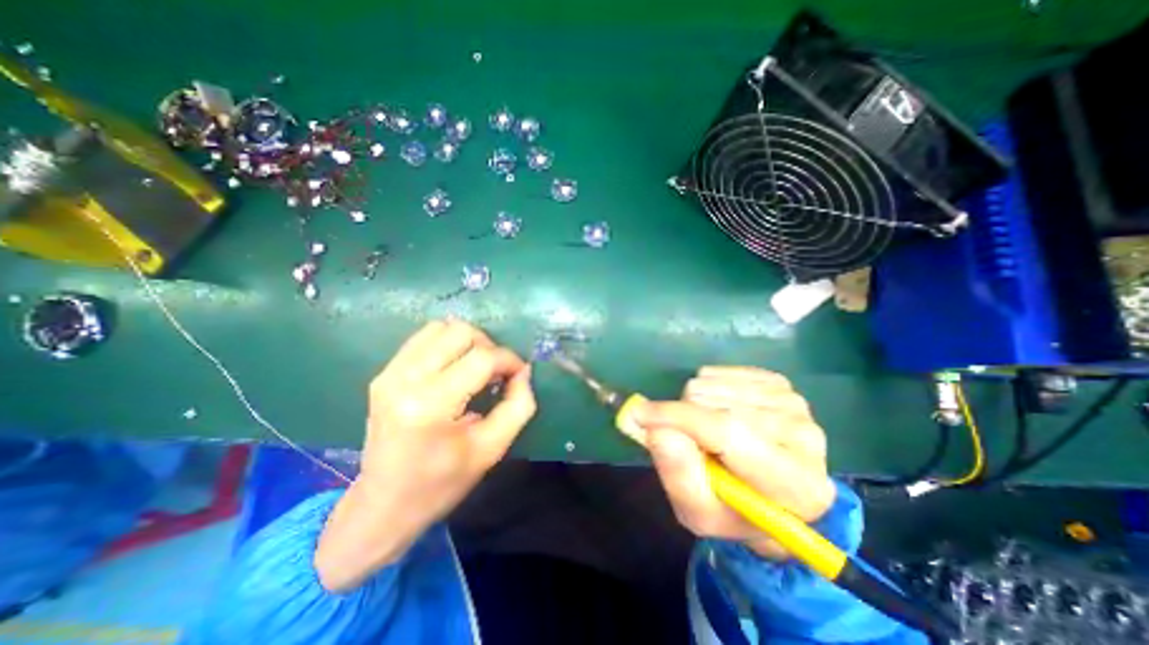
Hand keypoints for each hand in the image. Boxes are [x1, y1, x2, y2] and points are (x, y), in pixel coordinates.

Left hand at [316, 320, 536, 592]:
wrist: (384, 505)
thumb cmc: (443, 482)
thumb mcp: (492, 449)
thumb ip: (518, 405)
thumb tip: (523, 371)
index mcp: (431, 405)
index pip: (482, 359)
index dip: (509, 360)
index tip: (519, 374)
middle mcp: (405, 379)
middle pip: (461, 332)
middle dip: (489, 347)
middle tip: (497, 372)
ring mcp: (389, 373)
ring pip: (441, 327)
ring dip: (468, 341)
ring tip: (476, 366)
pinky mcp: (384, 373)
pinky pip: (423, 337)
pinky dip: (447, 343)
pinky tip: (455, 366)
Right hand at [637, 367, 836, 559]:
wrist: (771, 495)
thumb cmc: (733, 510)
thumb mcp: (698, 511)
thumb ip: (677, 475)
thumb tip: (656, 428)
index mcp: (796, 484)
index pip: (729, 433)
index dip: (679, 418)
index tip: (638, 413)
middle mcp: (804, 437)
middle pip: (715, 404)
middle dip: (685, 419)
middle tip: (691, 443)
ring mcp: (793, 403)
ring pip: (712, 384)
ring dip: (694, 405)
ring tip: (706, 432)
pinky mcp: (779, 383)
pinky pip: (719, 372)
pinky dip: (706, 389)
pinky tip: (718, 411)